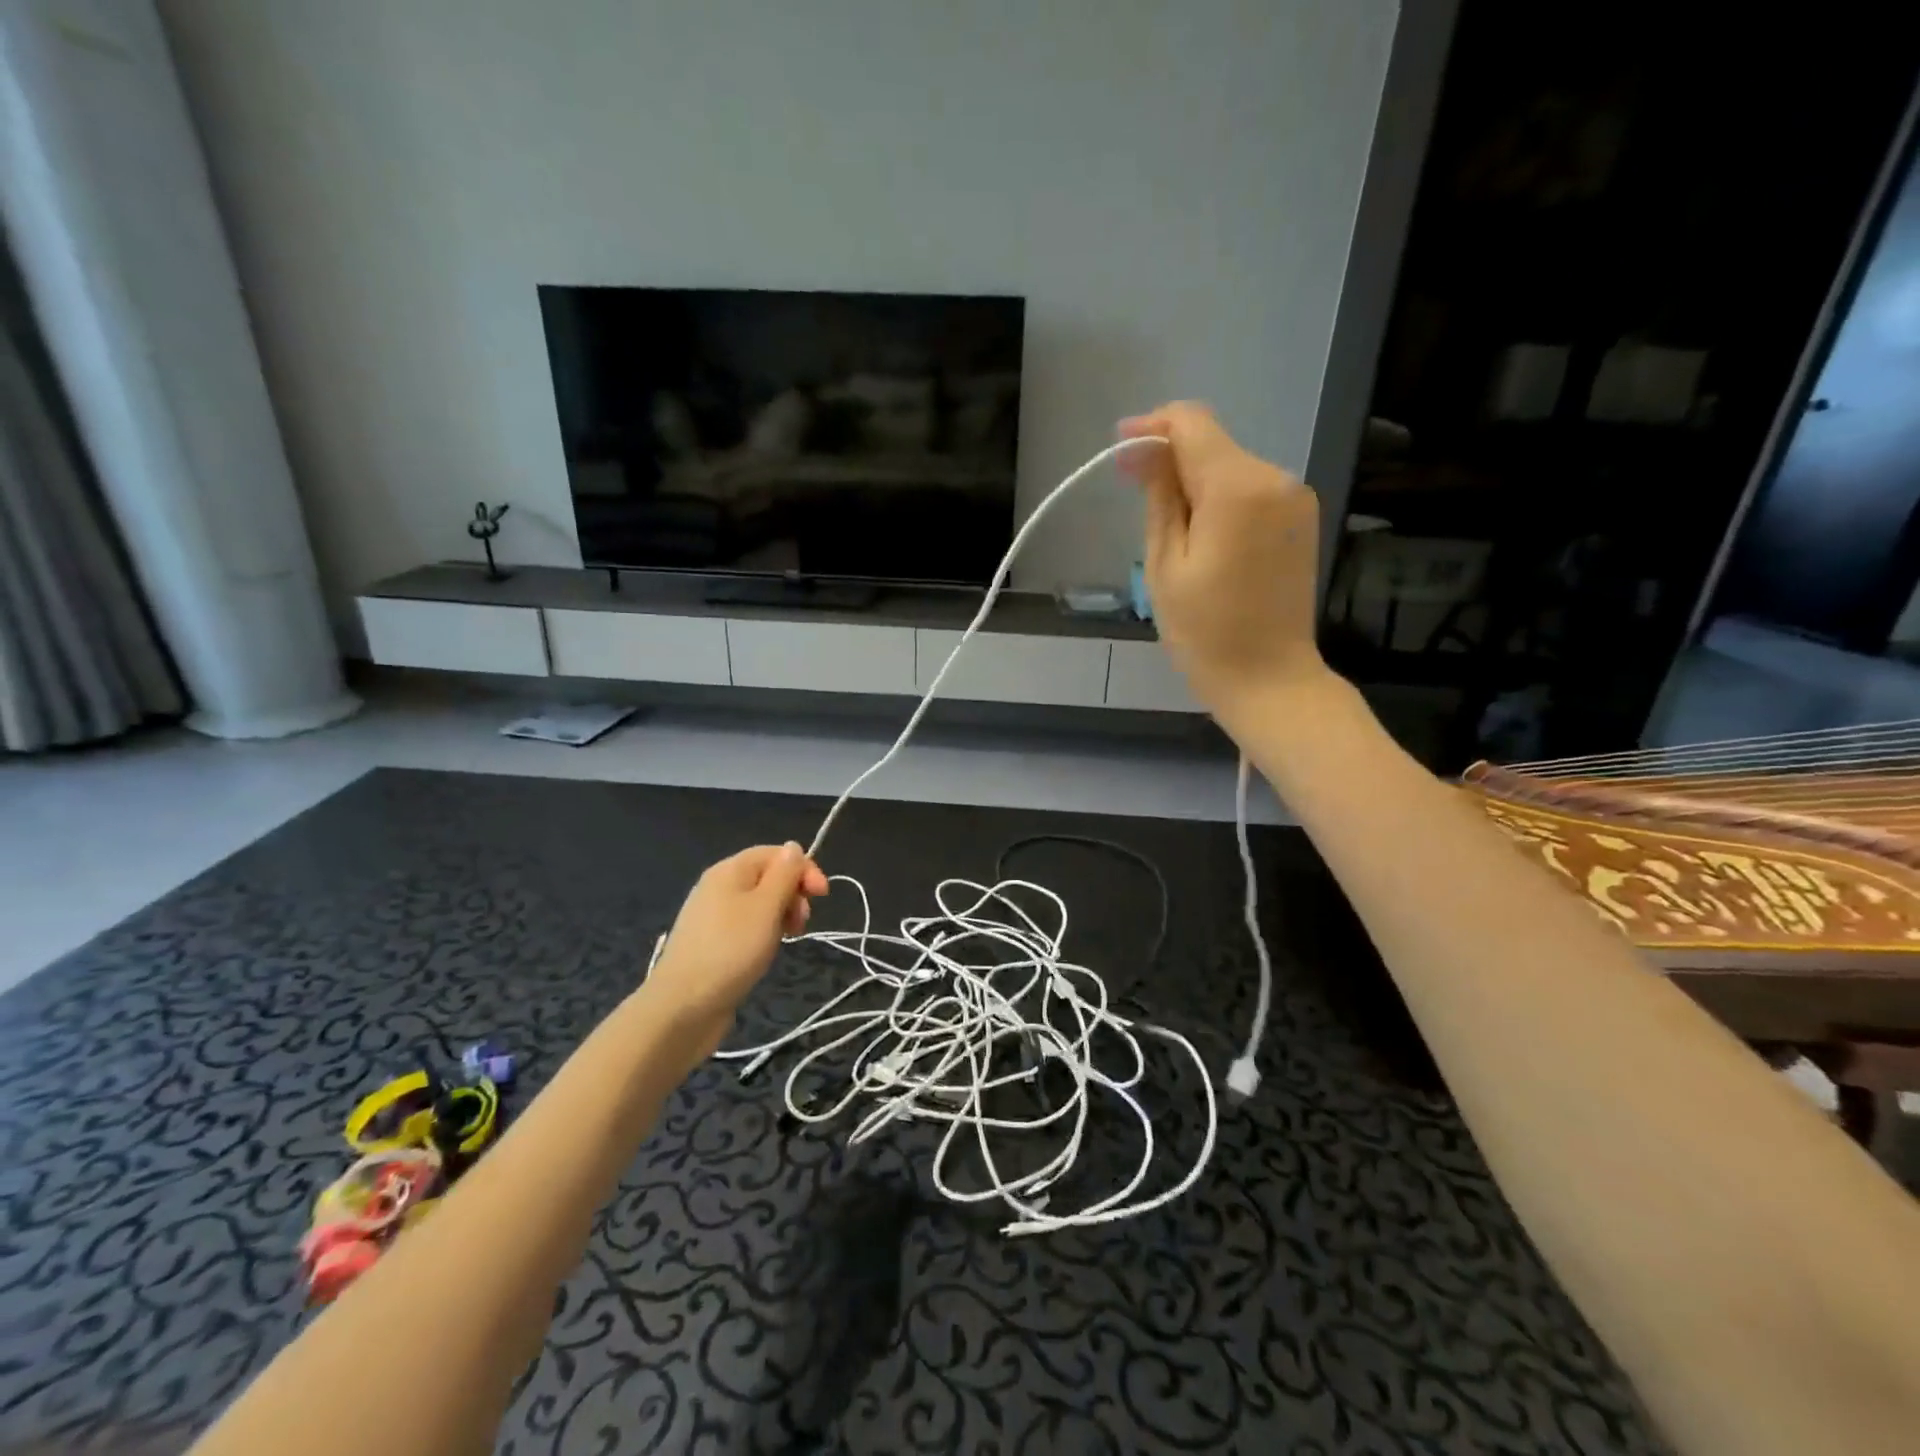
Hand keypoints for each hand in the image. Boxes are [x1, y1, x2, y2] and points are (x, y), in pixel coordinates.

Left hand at [641, 843, 828, 1065]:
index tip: (823, 896)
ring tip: (788, 939)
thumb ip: (783, 874)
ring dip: (781, 915)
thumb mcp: (766, 907)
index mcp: (729, 870)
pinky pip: (747, 925)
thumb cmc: (730, 950)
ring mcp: (713, 916)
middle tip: (802, 923)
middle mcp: (719, 886)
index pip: (775, 854)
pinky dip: (764, 932)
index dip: (803, 868)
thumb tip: (793, 846)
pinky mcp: (712, 942)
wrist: (682, 1008)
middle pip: (767, 876)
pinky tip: (766, 951)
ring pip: (759, 903)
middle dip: (793, 893)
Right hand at [1120, 401, 1328, 722]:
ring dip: (1195, 483)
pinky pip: (1251, 490)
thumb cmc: (1205, 632)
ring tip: (1170, 534)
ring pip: (1231, 467)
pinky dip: (1220, 500)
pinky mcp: (1300, 520)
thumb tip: (1141, 449)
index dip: (1152, 428)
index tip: (1119, 452)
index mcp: (1238, 488)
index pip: (1192, 424)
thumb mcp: (1165, 564)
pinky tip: (1203, 538)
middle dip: (1171, 460)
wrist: (1269, 679)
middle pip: (1213, 444)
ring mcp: (1295, 498)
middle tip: (1135, 499)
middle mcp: (1276, 478)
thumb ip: (1158, 497)